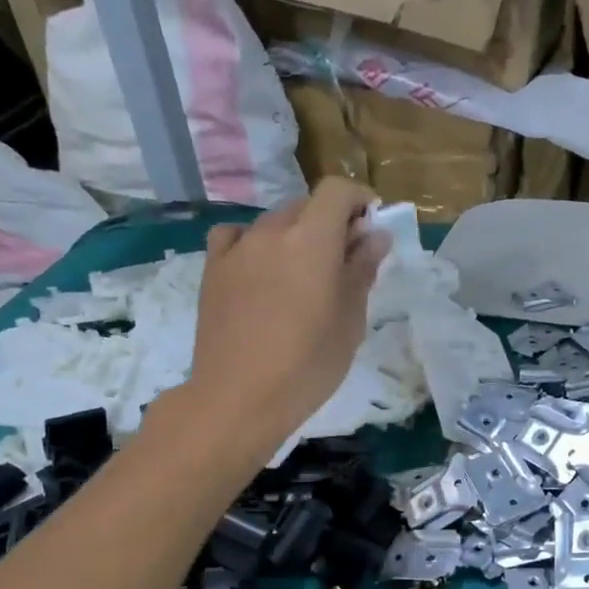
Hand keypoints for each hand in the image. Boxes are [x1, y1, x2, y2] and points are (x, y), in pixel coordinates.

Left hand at [185, 181, 389, 448]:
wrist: (238, 398)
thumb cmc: (308, 366)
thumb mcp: (350, 322)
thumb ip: (361, 271)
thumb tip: (375, 237)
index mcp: (312, 240)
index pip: (336, 190)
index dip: (358, 199)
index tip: (372, 225)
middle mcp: (272, 232)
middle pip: (306, 206)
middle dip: (331, 223)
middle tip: (345, 262)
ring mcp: (238, 249)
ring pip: (274, 223)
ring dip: (296, 236)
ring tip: (303, 276)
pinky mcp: (213, 269)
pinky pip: (237, 238)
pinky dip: (255, 244)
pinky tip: (261, 270)